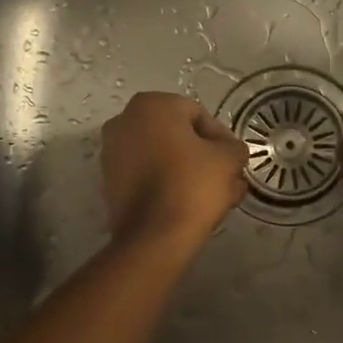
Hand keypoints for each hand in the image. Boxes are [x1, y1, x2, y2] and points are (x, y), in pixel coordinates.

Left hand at [101, 92, 249, 244]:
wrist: (154, 237)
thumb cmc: (192, 185)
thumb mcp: (228, 159)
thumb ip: (234, 147)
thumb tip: (231, 151)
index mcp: (152, 105)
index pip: (197, 114)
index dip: (220, 138)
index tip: (233, 161)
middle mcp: (124, 121)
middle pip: (177, 135)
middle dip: (203, 155)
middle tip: (226, 177)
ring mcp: (111, 152)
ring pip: (162, 156)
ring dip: (187, 170)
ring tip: (213, 195)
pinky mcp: (109, 182)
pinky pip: (147, 175)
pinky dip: (166, 183)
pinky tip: (189, 203)